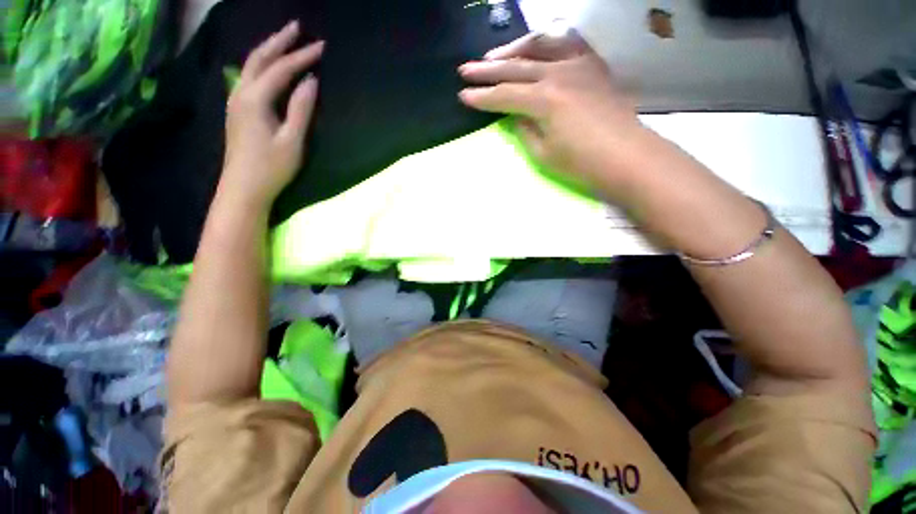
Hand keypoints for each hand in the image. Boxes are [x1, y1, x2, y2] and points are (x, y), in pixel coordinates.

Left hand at [221, 21, 323, 207]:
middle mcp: (241, 93)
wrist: (243, 188)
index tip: (321, 46)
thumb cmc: (271, 167)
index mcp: (255, 99)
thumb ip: (301, 109)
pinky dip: (261, 65)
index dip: (301, 56)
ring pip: (250, 65)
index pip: (281, 69)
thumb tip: (311, 81)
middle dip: (279, 41)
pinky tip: (268, 66)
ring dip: (268, 49)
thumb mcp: (292, 140)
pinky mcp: (237, 110)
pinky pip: (248, 77)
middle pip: (259, 58)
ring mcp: (235, 101)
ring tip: (285, 40)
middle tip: (297, 26)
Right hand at [459, 31, 645, 201]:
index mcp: (545, 100)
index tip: (463, 96)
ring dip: (514, 50)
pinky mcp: (593, 65)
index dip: (482, 97)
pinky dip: (548, 43)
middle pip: (516, 67)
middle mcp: (559, 73)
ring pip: (540, 46)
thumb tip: (516, 114)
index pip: (505, 95)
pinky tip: (537, 48)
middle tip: (465, 69)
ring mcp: (579, 64)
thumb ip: (525, 130)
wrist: (627, 156)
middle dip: (487, 70)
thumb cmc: (582, 163)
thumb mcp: (544, 154)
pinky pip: (567, 44)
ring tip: (495, 56)